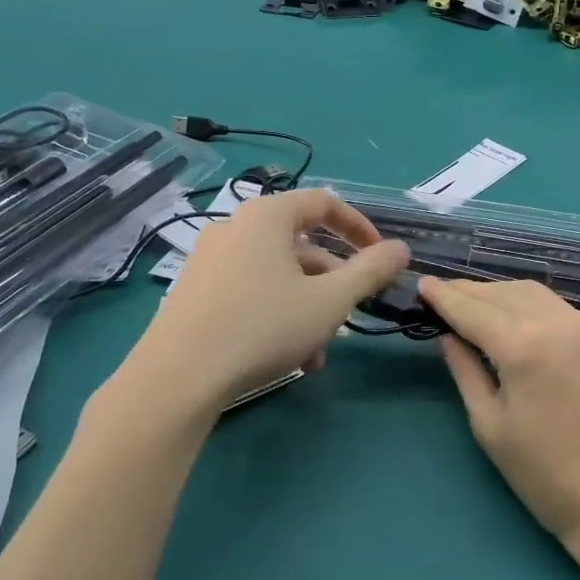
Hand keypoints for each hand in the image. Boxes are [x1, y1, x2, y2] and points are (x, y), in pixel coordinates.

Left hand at [138, 191, 408, 409]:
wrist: (179, 376)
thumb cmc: (263, 326)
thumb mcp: (330, 301)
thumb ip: (370, 271)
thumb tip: (400, 249)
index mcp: (268, 216)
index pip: (324, 203)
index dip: (360, 228)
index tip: (381, 258)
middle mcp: (235, 227)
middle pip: (300, 244)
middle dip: (333, 281)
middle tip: (351, 314)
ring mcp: (210, 259)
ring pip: (276, 274)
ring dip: (307, 306)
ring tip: (319, 352)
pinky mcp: (194, 290)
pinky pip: (250, 290)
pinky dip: (276, 313)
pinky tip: (288, 357)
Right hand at [419, 278, 579, 544]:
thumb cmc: (548, 476)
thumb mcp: (491, 426)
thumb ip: (466, 371)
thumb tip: (449, 336)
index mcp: (524, 346)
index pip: (472, 309)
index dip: (444, 296)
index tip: (422, 284)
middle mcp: (557, 323)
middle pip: (502, 293)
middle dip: (469, 292)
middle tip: (441, 296)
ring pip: (532, 294)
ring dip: (499, 294)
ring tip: (473, 306)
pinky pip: (557, 307)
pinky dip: (528, 304)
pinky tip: (515, 318)